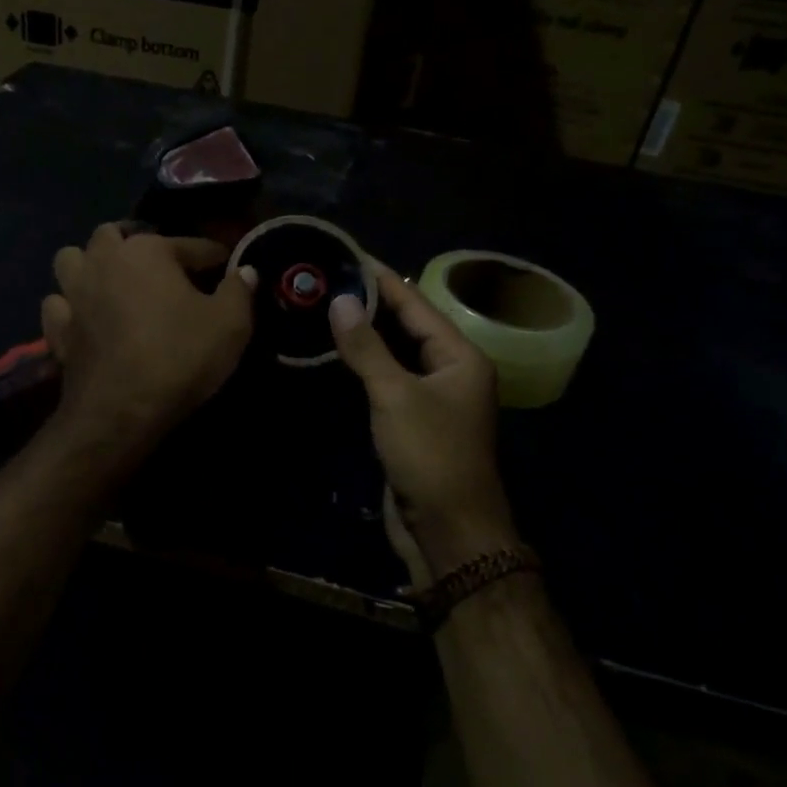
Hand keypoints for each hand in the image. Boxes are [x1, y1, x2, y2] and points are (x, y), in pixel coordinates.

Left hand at [41, 224, 256, 460]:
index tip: (228, 269)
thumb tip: (245, 270)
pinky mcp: (57, 327)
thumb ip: (239, 290)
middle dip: (137, 244)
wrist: (120, 412)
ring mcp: (74, 292)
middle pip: (116, 235)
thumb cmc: (179, 358)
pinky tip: (86, 317)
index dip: (215, 257)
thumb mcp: (230, 325)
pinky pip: (58, 303)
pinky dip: (70, 305)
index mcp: (147, 250)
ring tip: (113, 282)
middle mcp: (104, 260)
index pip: (191, 245)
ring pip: (73, 259)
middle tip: (161, 269)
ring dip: (91, 264)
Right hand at [329, 265, 515, 584]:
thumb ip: (366, 348)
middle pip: (407, 324)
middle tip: (328, 277)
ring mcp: (433, 396)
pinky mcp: (414, 419)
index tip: (349, 255)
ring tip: (327, 303)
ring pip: (397, 352)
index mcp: (460, 356)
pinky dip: (366, 361)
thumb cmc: (430, 455)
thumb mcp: (395, 395)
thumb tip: (339, 301)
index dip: (381, 279)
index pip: (415, 304)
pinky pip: (389, 378)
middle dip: (370, 302)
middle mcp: (451, 369)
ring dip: (366, 331)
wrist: (449, 532)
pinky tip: (338, 349)